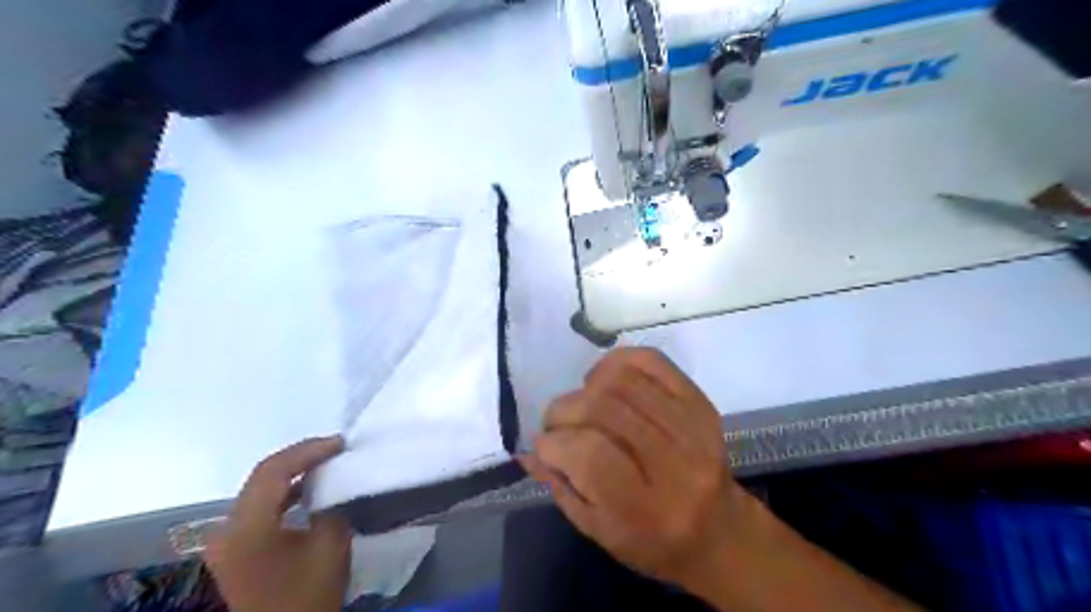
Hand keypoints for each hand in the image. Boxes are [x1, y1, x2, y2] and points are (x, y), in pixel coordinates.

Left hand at [206, 438, 351, 611]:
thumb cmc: (307, 596)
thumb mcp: (330, 545)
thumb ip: (331, 505)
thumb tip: (333, 484)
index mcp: (246, 528)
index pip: (272, 471)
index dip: (308, 451)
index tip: (341, 443)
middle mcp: (227, 529)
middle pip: (261, 476)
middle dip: (301, 456)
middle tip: (335, 447)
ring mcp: (227, 540)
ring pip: (259, 489)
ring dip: (293, 472)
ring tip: (327, 461)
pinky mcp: (236, 548)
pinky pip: (259, 506)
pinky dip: (285, 491)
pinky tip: (310, 488)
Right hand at [520, 348, 918, 611]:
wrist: (723, 532)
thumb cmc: (657, 546)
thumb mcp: (602, 535)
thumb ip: (565, 489)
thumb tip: (532, 450)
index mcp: (644, 504)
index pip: (584, 450)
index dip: (553, 441)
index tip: (543, 444)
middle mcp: (671, 458)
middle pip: (600, 408)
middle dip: (566, 410)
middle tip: (561, 422)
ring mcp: (692, 424)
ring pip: (622, 379)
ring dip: (591, 385)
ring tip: (587, 402)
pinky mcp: (701, 402)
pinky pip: (652, 363)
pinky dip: (622, 363)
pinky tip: (612, 379)